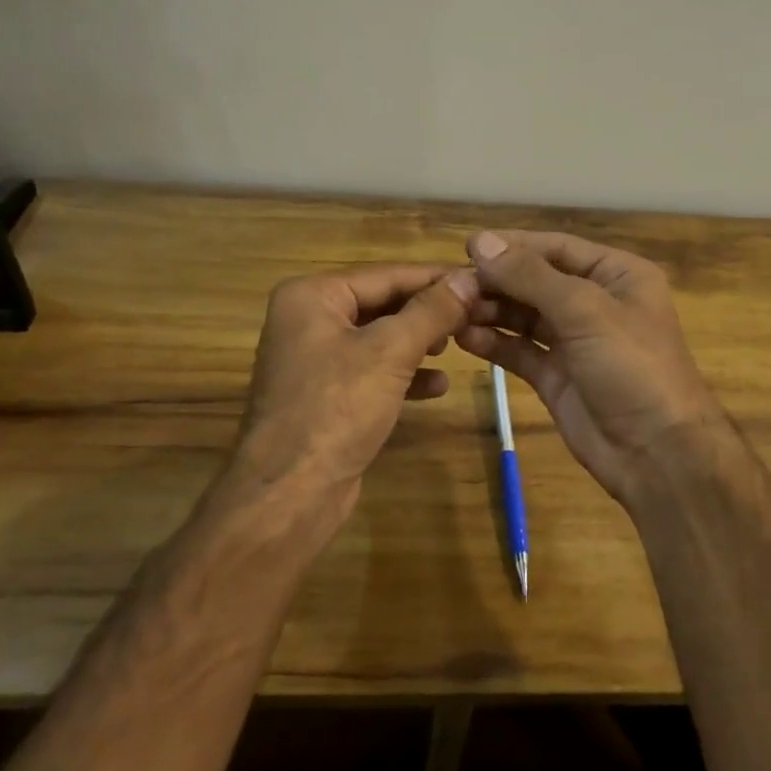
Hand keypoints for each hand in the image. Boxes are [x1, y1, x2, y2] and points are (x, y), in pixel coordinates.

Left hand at [236, 264, 479, 505]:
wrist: (289, 495)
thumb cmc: (336, 409)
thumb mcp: (391, 351)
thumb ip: (432, 311)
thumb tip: (470, 277)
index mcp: (312, 296)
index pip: (386, 274)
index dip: (436, 277)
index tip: (481, 278)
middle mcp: (308, 319)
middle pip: (382, 303)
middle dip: (429, 312)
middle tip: (477, 313)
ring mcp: (314, 360)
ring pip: (380, 338)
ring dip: (419, 341)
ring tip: (459, 345)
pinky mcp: (325, 395)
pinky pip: (372, 371)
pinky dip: (404, 374)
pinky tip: (438, 385)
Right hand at [455, 230, 724, 505]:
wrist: (658, 455)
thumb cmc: (632, 366)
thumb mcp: (584, 310)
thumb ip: (530, 276)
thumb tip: (481, 241)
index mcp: (617, 275)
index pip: (557, 248)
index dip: (514, 246)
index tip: (468, 247)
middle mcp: (596, 302)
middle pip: (537, 280)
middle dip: (497, 281)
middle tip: (453, 284)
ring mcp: (575, 341)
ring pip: (525, 315)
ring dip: (491, 311)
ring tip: (453, 310)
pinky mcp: (557, 376)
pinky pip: (520, 350)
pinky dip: (494, 343)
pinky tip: (464, 338)